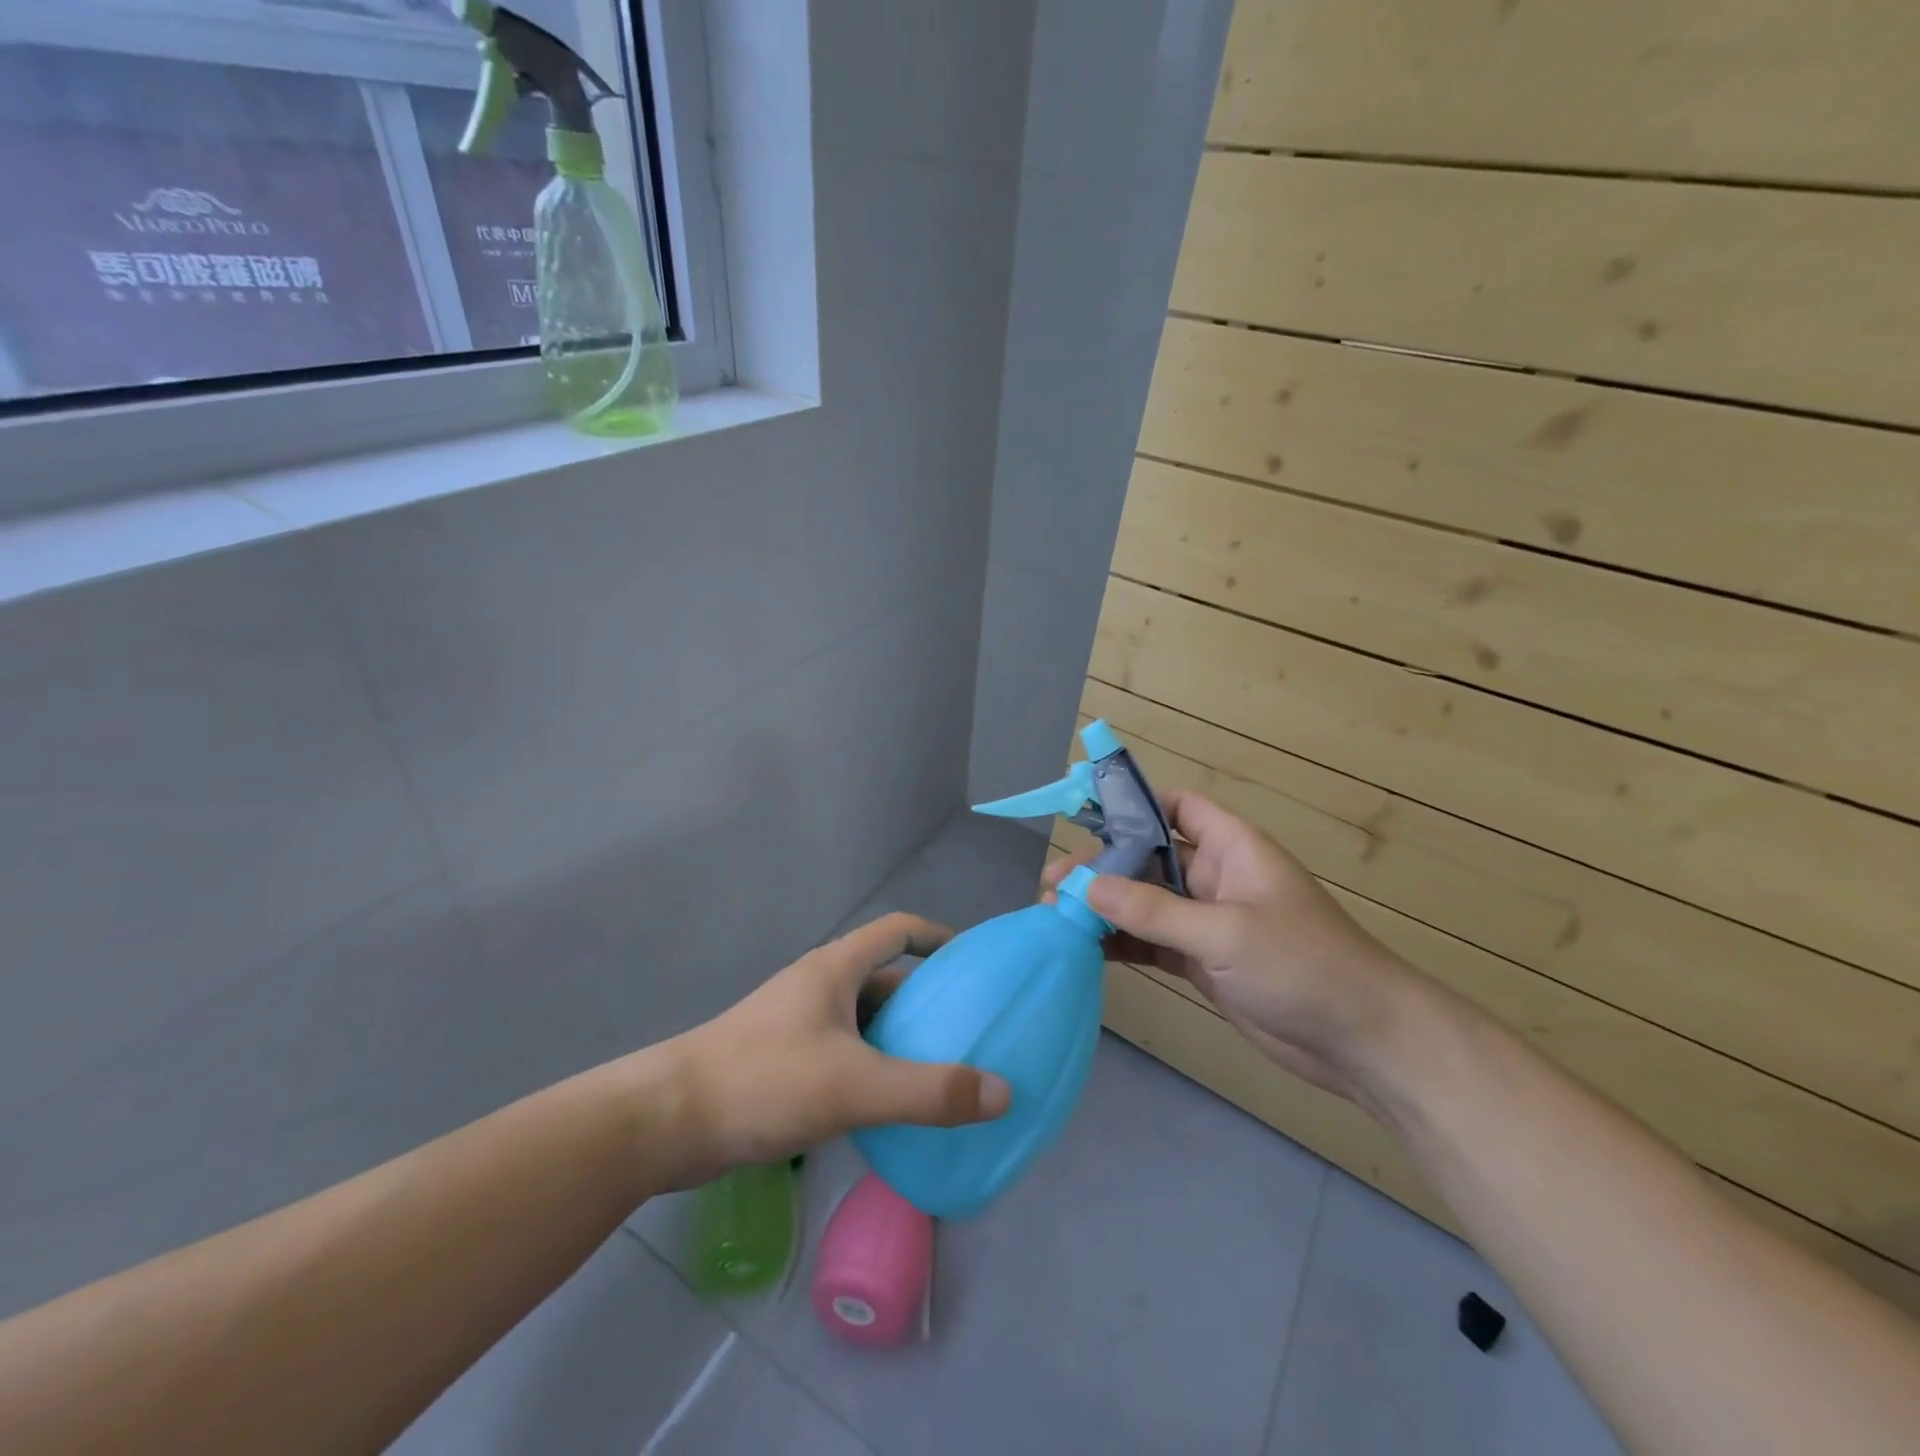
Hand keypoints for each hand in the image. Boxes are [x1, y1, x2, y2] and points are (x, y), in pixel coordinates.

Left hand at [659, 913, 1011, 1181]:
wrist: (667, 1121)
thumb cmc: (765, 1081)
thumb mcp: (855, 1086)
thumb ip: (929, 1091)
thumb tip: (1003, 1093)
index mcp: (835, 969)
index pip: (897, 930)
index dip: (937, 937)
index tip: (972, 963)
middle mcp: (817, 987)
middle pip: (883, 977)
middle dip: (925, 999)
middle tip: (967, 1029)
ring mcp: (796, 1024)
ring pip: (862, 1019)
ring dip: (897, 1038)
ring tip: (938, 1070)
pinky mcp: (781, 1060)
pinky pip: (842, 1052)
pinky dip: (871, 1067)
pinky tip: (887, 1106)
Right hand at [1044, 792, 1424, 1102]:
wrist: (1363, 1042)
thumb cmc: (1302, 965)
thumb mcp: (1224, 932)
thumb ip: (1153, 911)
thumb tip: (1086, 887)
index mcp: (1232, 847)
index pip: (1178, 808)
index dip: (1136, 807)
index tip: (1086, 822)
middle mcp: (1216, 877)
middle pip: (1148, 859)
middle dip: (1103, 868)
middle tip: (1055, 887)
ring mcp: (1207, 922)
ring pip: (1145, 903)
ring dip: (1105, 909)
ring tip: (1056, 918)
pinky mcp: (1202, 962)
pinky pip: (1152, 942)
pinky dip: (1121, 944)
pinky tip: (1085, 950)